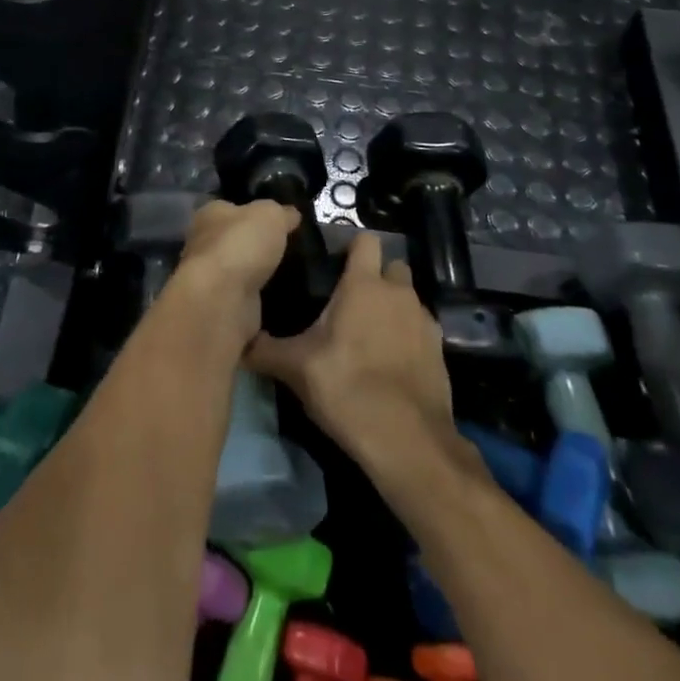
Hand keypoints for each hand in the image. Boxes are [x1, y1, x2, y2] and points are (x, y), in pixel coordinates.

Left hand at [167, 199, 300, 351]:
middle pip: (234, 239)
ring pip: (240, 270)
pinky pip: (246, 297)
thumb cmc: (241, 244)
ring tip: (292, 273)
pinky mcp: (221, 305)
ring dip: (259, 273)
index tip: (278, 220)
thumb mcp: (270, 214)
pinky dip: (260, 297)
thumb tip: (291, 214)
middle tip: (289, 248)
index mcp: (209, 214)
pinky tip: (282, 297)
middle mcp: (203, 243)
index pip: (231, 207)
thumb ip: (281, 212)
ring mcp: (210, 277)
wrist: (223, 299)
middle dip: (256, 244)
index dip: (253, 211)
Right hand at [244, 234, 464, 486]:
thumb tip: (238, 342)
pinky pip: (420, 328)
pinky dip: (407, 337)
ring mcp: (424, 320)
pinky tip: (390, 363)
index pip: (366, 239)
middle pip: (392, 266)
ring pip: (407, 298)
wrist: (408, 441)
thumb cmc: (347, 388)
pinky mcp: (440, 350)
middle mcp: (399, 292)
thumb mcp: (296, 369)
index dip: (351, 246)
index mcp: (364, 284)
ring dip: (392, 307)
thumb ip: (266, 350)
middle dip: (376, 276)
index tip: (334, 263)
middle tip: (349, 301)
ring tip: (368, 335)